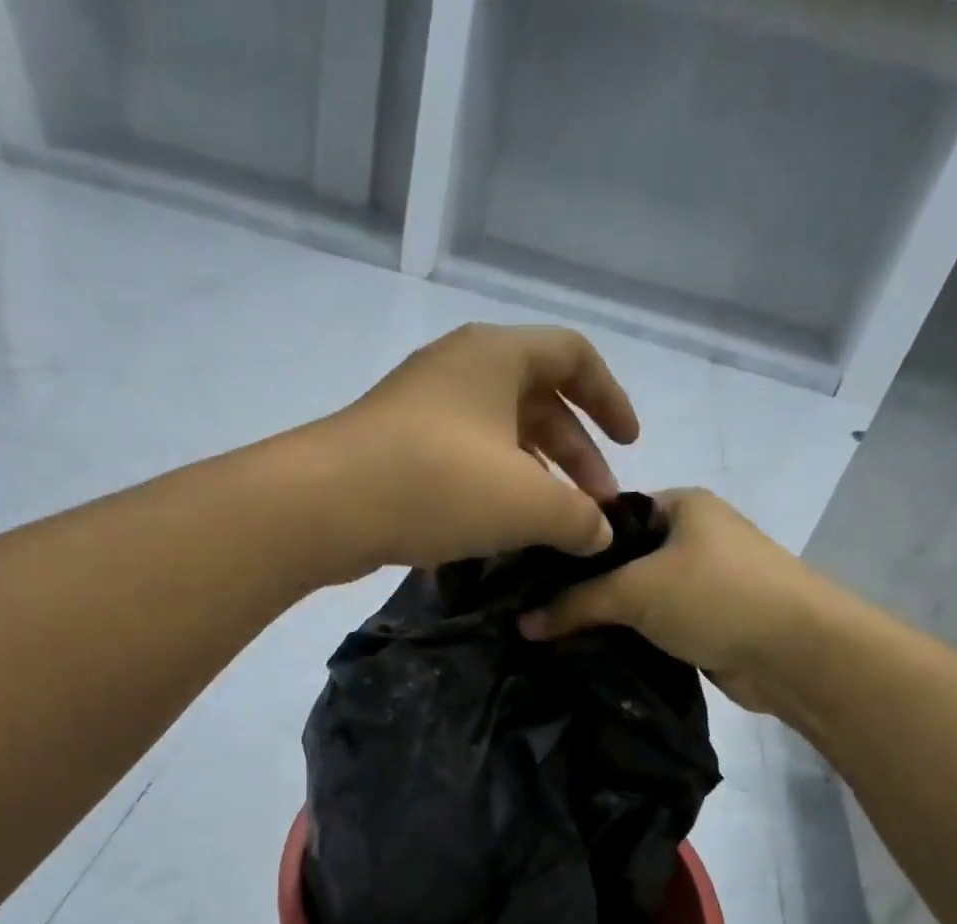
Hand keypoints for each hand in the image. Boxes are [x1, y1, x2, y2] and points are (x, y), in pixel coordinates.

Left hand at [308, 324, 639, 579]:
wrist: (326, 505)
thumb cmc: (438, 484)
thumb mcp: (526, 503)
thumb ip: (577, 517)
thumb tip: (600, 534)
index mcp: (498, 355)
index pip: (575, 356)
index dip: (611, 399)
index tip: (630, 446)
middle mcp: (460, 369)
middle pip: (539, 401)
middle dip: (576, 454)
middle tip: (594, 507)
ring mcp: (422, 407)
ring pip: (499, 435)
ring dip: (535, 476)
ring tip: (552, 527)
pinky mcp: (396, 446)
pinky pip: (464, 458)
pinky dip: (494, 488)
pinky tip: (501, 531)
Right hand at [519, 488, 827, 713]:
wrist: (797, 653)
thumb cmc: (717, 597)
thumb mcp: (637, 591)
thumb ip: (577, 603)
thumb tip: (523, 623)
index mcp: (682, 505)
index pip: (609, 515)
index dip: (571, 541)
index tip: (528, 573)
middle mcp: (693, 536)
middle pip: (621, 558)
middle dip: (583, 586)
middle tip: (533, 611)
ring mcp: (703, 581)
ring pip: (637, 596)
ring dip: (605, 617)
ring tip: (552, 636)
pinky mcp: (707, 622)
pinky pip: (654, 625)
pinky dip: (629, 638)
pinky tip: (591, 653)